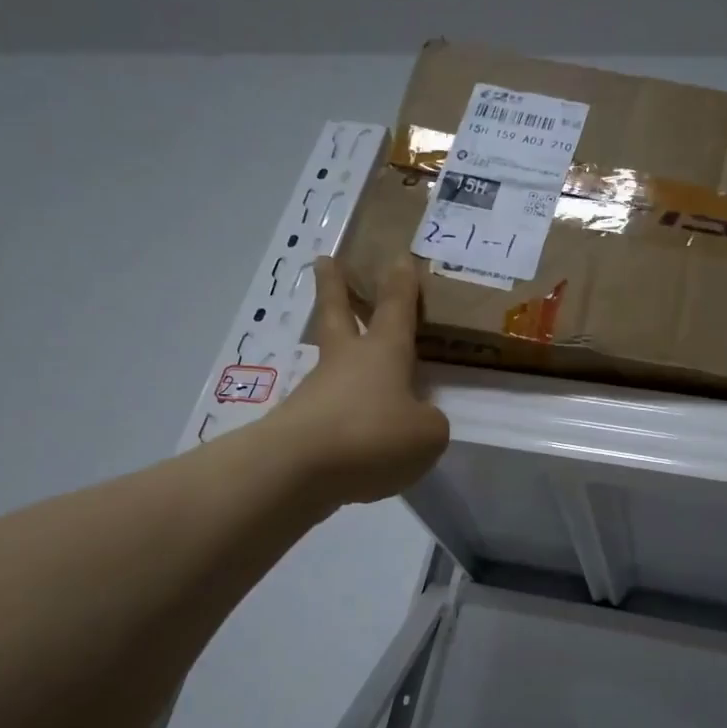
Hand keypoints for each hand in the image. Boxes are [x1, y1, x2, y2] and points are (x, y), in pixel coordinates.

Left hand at [266, 256, 449, 504]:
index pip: (396, 309)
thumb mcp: (426, 434)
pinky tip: (358, 439)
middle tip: (324, 260)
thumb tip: (415, 420)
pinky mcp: (300, 425)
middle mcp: (347, 362)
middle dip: (334, 286)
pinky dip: (343, 416)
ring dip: (339, 356)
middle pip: (337, 314)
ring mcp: (317, 392)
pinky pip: (330, 413)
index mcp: (383, 352)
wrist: (297, 469)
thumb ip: (428, 422)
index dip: (401, 285)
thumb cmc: (372, 435)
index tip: (398, 257)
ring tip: (357, 369)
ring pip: (332, 365)